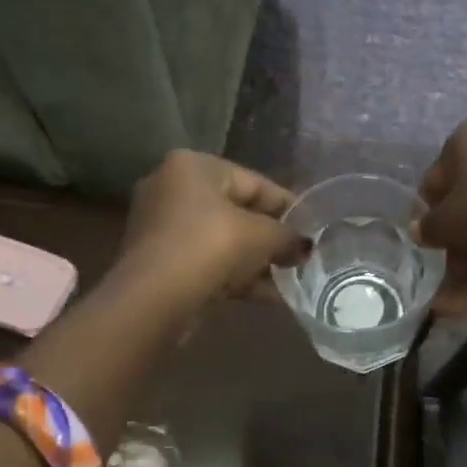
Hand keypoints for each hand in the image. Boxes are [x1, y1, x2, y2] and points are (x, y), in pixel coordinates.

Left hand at [118, 150, 305, 307]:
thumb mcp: (262, 236)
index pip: (254, 182)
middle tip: (300, 256)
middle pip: (237, 211)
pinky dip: (234, 275)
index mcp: (193, 166)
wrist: (154, 299)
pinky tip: (268, 296)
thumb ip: (288, 236)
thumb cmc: (210, 247)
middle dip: (270, 237)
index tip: (312, 228)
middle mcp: (172, 188)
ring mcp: (161, 227)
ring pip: (222, 240)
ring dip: (256, 261)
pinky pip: (206, 262)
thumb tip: (305, 246)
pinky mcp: (159, 262)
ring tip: (290, 279)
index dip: (288, 206)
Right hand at [418, 119, 466, 312]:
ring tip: (456, 303)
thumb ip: (429, 228)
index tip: (428, 249)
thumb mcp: (449, 220)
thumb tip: (419, 230)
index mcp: (466, 138)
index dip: (428, 219)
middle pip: (466, 205)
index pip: (434, 182)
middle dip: (454, 247)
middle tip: (444, 282)